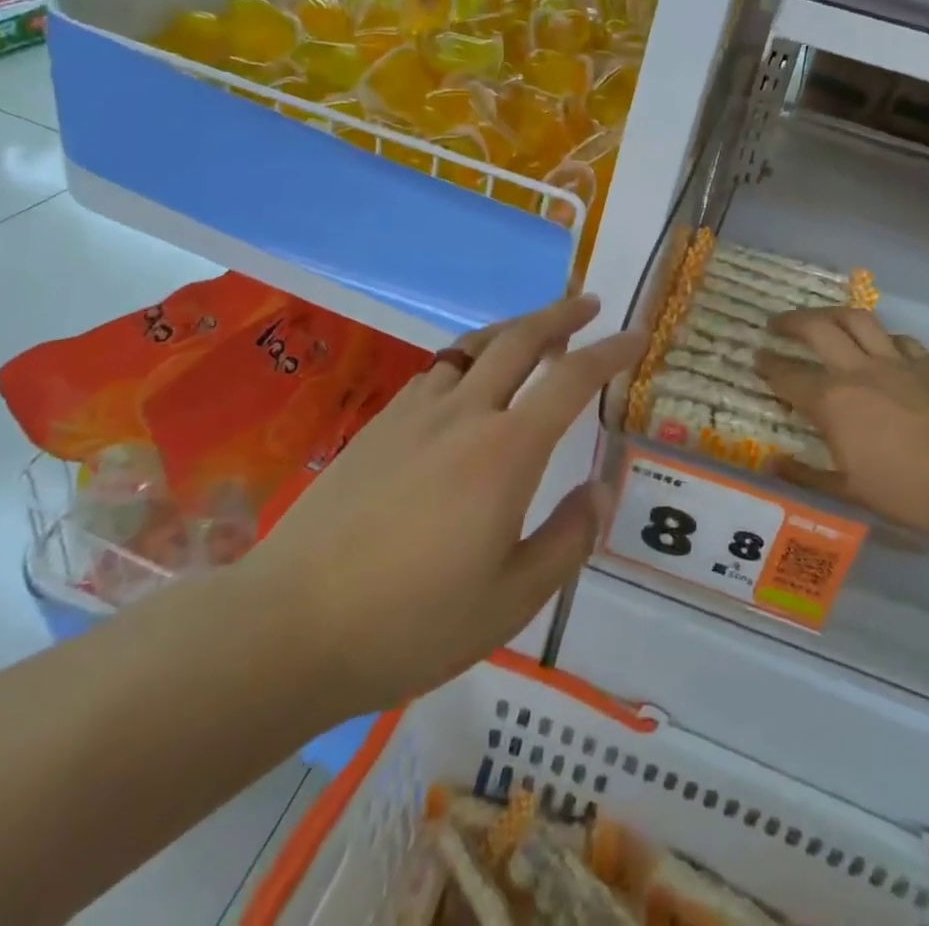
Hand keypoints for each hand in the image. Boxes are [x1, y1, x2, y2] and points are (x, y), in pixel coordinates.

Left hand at [245, 295, 643, 719]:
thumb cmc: (412, 622)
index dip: (611, 351)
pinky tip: (467, 382)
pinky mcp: (377, 426)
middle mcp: (464, 414)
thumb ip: (568, 539)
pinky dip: (469, 360)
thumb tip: (600, 489)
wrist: (291, 625)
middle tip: (588, 303)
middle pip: (519, 340)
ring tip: (536, 331)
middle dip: (559, 315)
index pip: (572, 380)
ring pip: (474, 347)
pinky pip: (437, 372)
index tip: (637, 334)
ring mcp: (414, 414)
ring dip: (512, 330)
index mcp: (506, 452)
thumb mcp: (511, 601)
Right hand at [755, 308, 928, 547]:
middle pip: (819, 328)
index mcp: (835, 402)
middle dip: (791, 322)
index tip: (755, 360)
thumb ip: (811, 477)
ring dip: (832, 314)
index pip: (789, 376)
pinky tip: (883, 348)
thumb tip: (774, 465)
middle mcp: (860, 370)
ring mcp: (899, 362)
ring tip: (821, 320)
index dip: (768, 367)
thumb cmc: (921, 492)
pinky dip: (881, 337)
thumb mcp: (858, 495)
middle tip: (776, 324)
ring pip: (858, 320)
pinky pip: (897, 338)